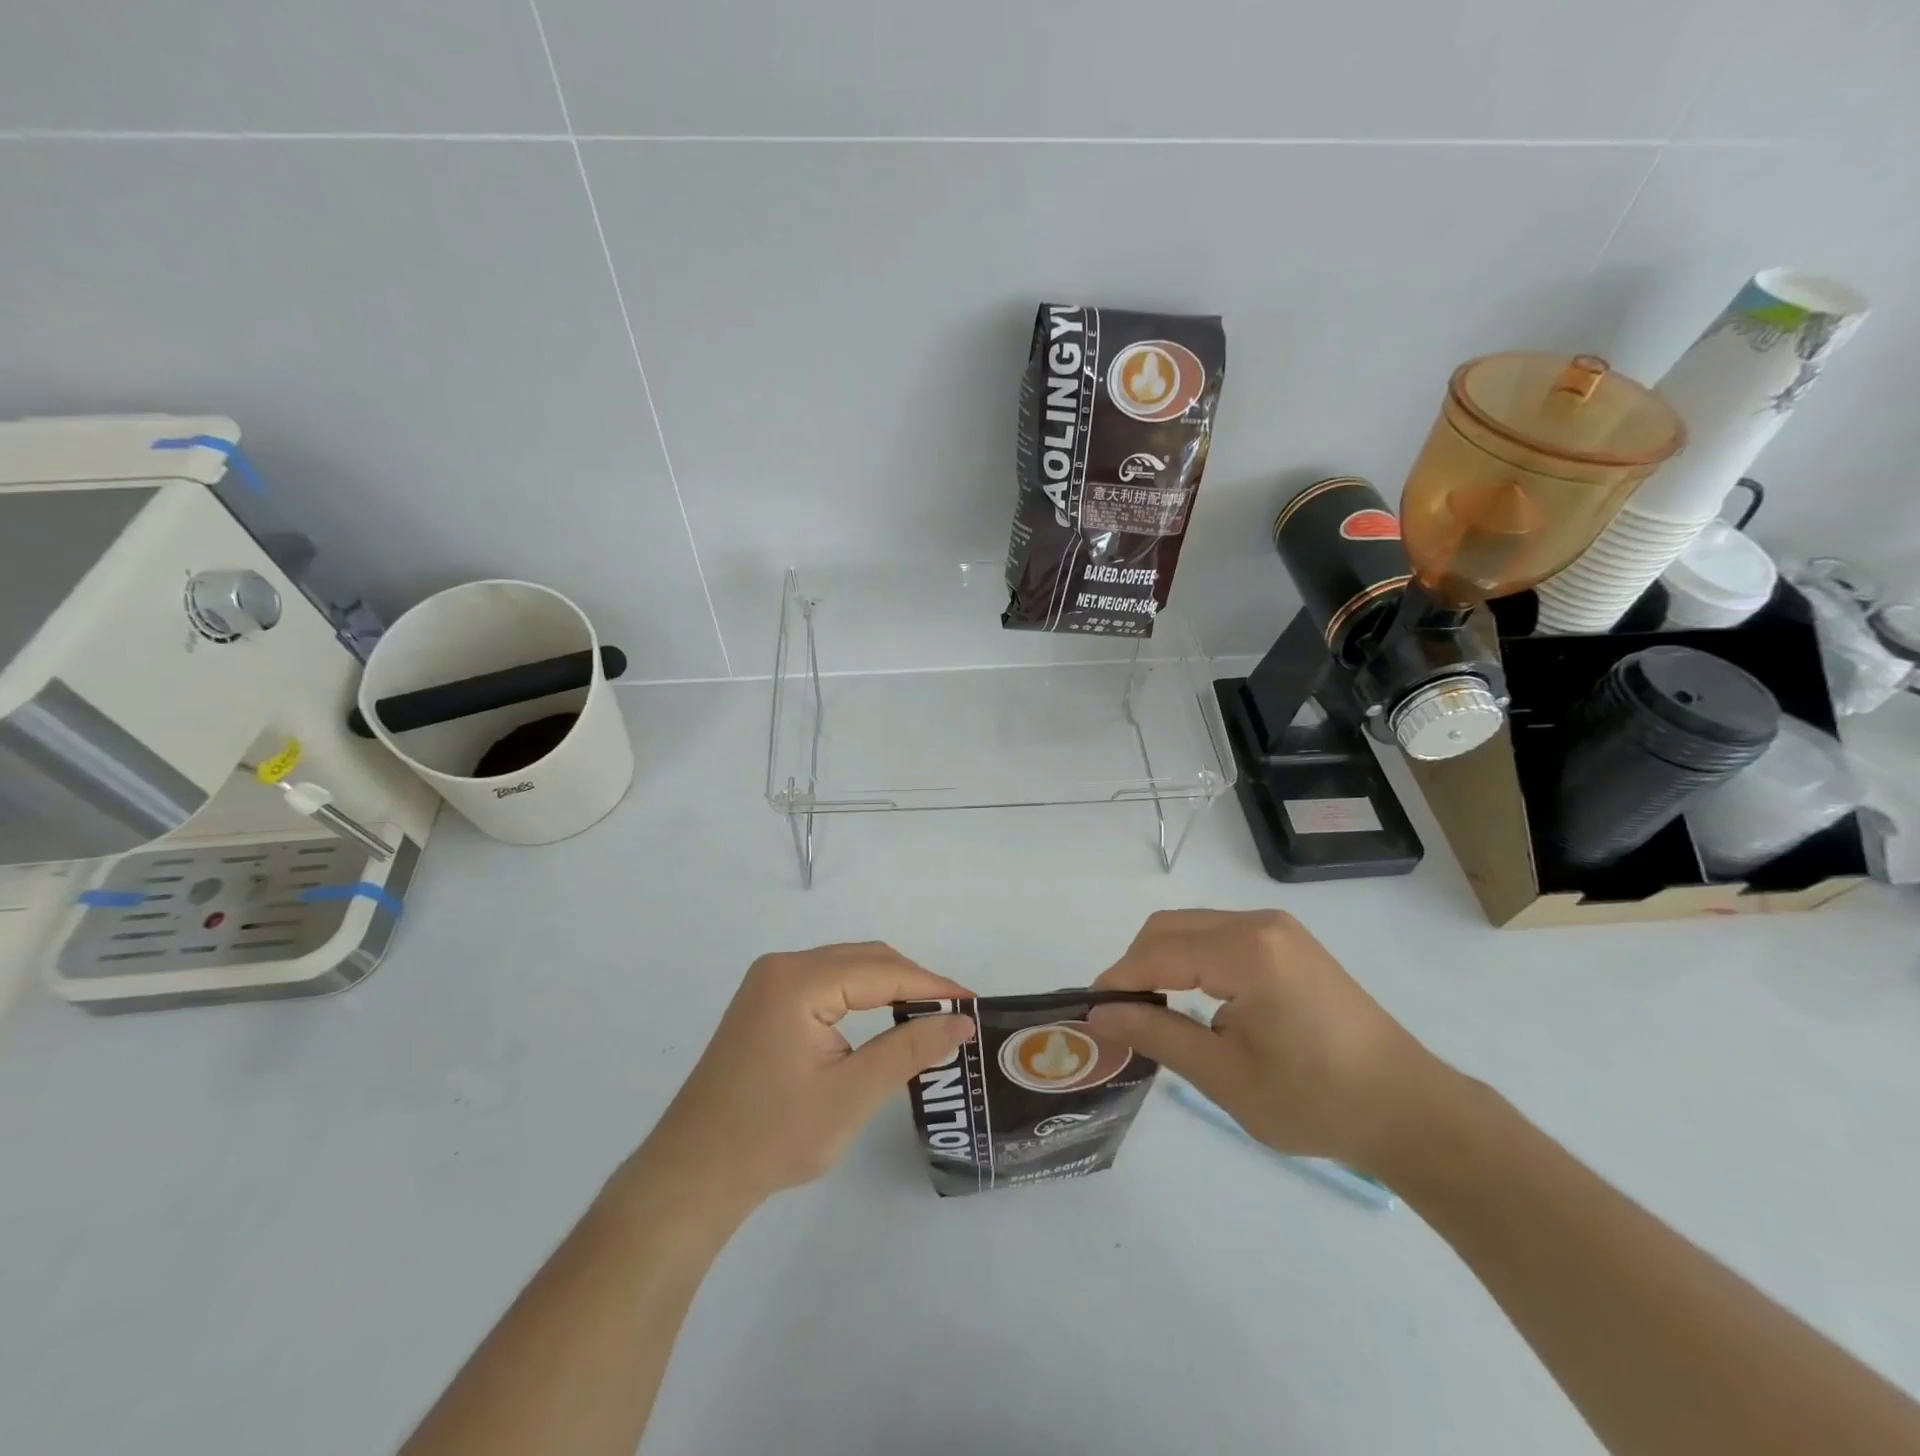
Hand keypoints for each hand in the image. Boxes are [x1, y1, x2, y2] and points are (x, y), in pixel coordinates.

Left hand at [628, 943, 974, 1212]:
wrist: (692, 1176)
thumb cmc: (771, 1138)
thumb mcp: (851, 1096)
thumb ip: (909, 1050)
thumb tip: (961, 1022)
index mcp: (798, 981)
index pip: (881, 971)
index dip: (932, 986)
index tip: (973, 1004)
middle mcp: (782, 967)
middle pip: (864, 960)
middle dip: (913, 983)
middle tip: (955, 1015)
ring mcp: (769, 982)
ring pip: (847, 968)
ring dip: (889, 987)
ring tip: (929, 1017)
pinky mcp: (766, 1002)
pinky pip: (827, 983)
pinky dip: (862, 996)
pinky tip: (885, 1019)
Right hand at [1088, 910, 1449, 1170]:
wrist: (1410, 1110)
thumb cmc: (1316, 1101)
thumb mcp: (1225, 1076)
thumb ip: (1156, 1035)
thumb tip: (1098, 1016)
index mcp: (1246, 951)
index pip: (1157, 952)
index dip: (1117, 980)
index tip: (1089, 1013)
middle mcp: (1259, 924)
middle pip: (1170, 927)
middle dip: (1136, 965)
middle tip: (1121, 1015)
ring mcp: (1277, 928)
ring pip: (1192, 927)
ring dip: (1163, 960)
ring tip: (1152, 1010)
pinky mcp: (1288, 942)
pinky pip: (1220, 935)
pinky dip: (1193, 958)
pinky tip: (1193, 997)